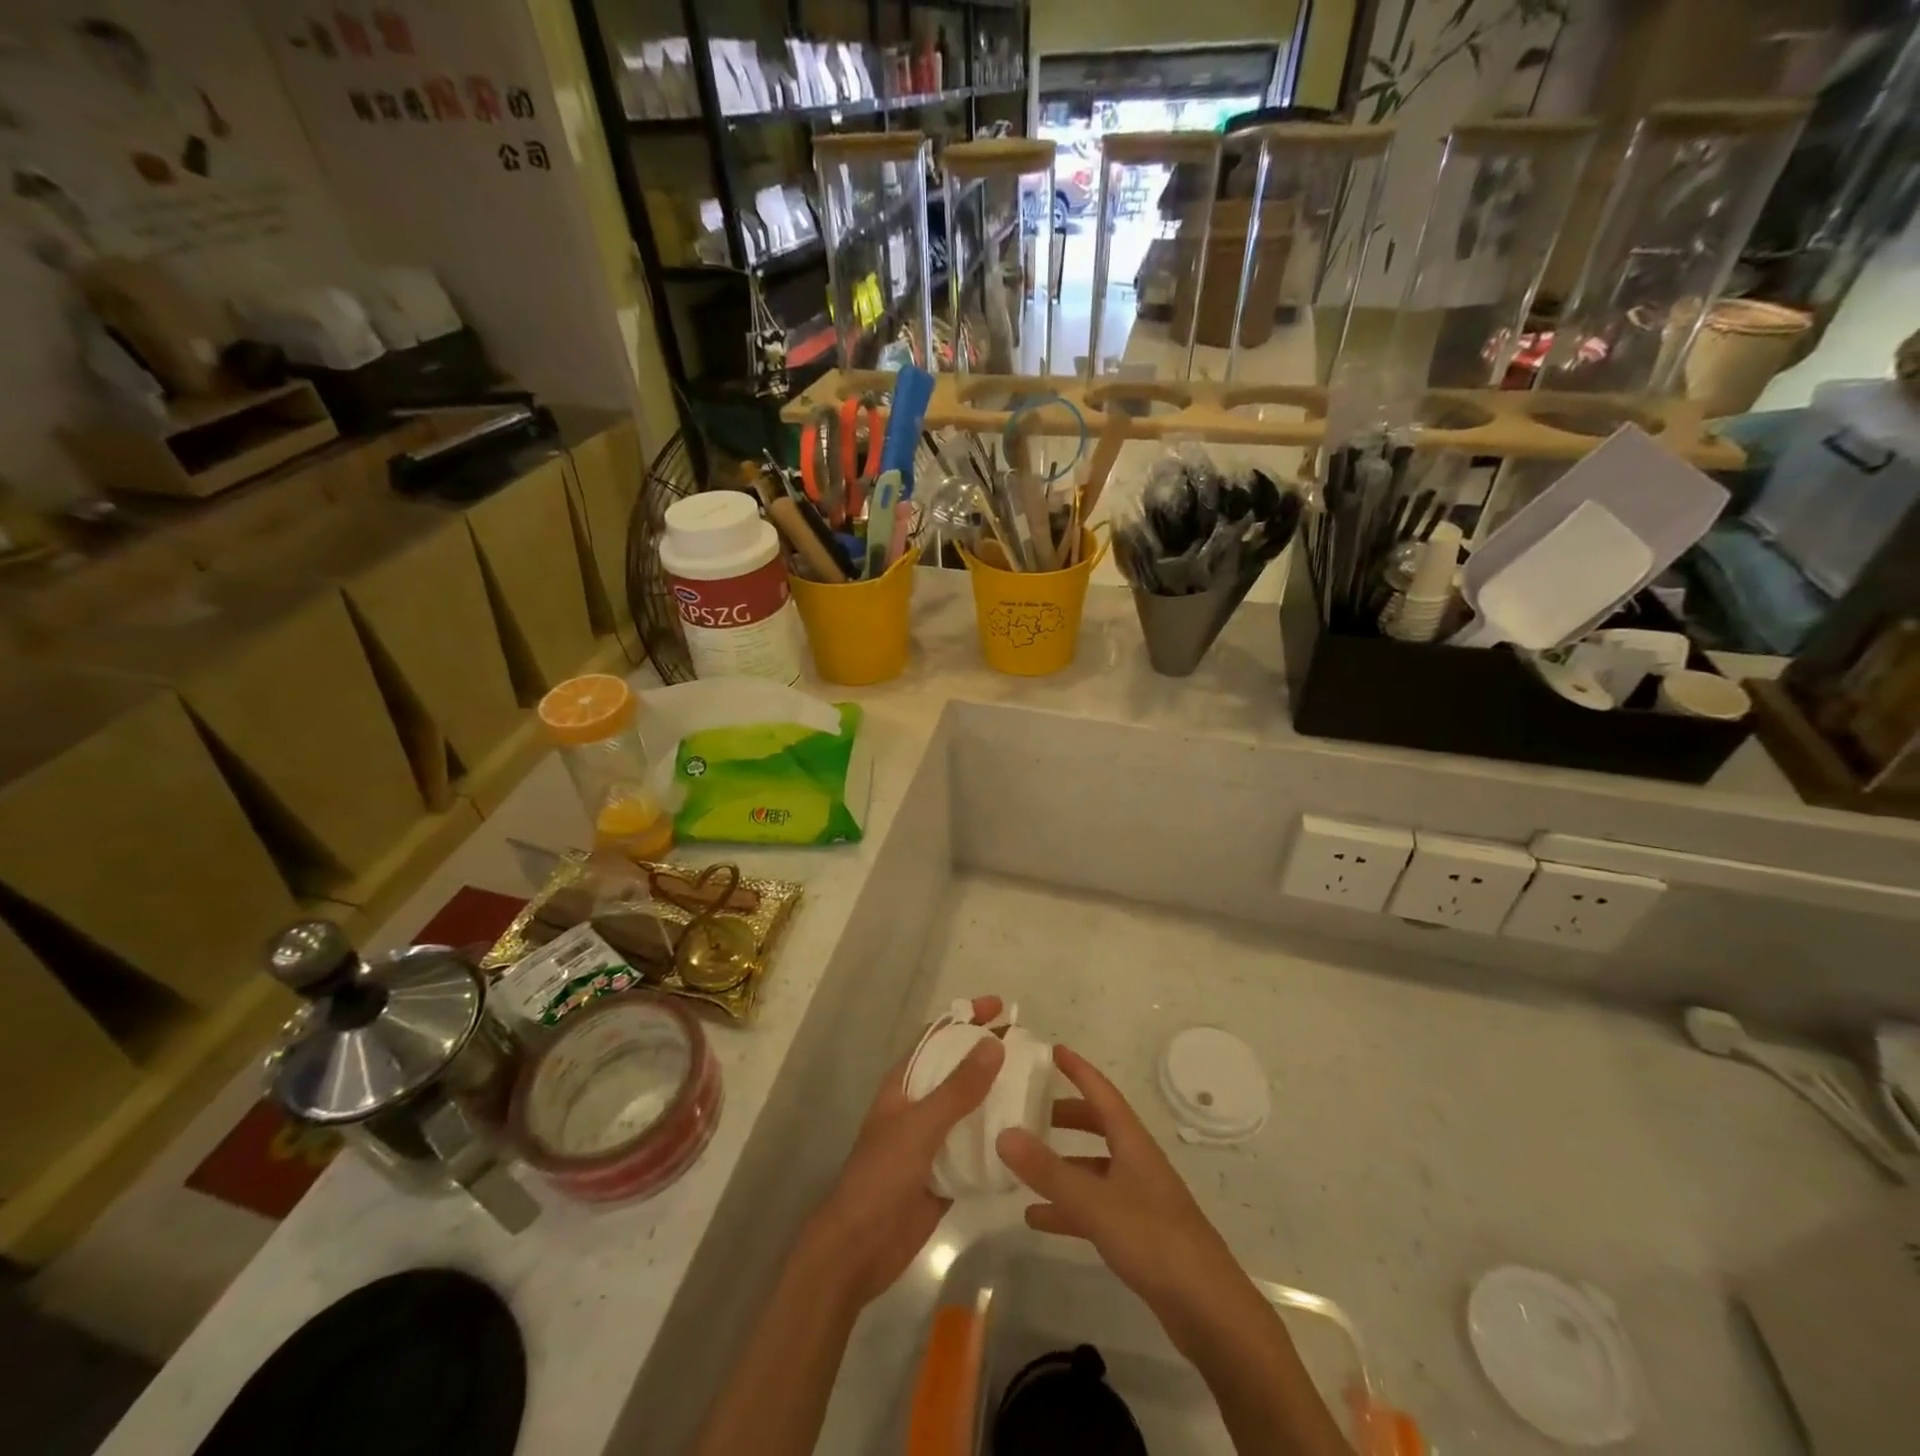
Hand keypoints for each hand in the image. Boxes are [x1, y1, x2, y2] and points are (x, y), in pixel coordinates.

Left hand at [806, 997, 1005, 1309]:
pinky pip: (977, 1148)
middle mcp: (920, 1105)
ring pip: (971, 1109)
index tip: (1000, 1006)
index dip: (965, 1017)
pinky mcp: (947, 1174)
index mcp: (905, 1084)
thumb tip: (994, 1044)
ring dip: (998, 1097)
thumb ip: (958, 1088)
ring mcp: (933, 1140)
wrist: (859, 1248)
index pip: (937, 1037)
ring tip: (1037, 1088)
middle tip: (1030, 1049)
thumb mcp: (921, 1125)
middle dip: (989, 1056)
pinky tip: (1028, 1138)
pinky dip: (998, 1140)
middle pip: (958, 1070)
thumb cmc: (881, 1175)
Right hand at [997, 1045, 1255, 1342]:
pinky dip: (1067, 1208)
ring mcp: (1139, 1199)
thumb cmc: (1154, 1240)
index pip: (1102, 1093)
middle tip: (1030, 1109)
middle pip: (1098, 1126)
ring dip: (1062, 1165)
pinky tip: (1038, 1219)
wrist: (1209, 1311)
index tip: (1052, 1050)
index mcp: (1133, 1143)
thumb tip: (1004, 1133)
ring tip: (1023, 1166)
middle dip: (1066, 1115)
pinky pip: (1095, 1207)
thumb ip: (1048, 1171)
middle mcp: (1136, 1163)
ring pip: (1093, 1169)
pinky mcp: (1138, 1234)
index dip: (1078, 1070)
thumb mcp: (1095, 1203)